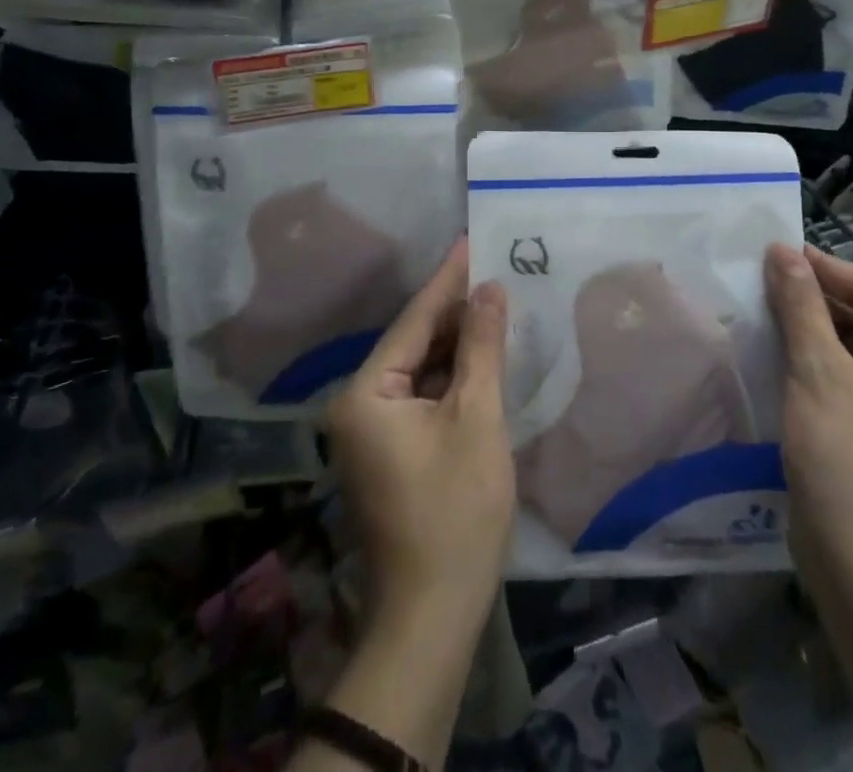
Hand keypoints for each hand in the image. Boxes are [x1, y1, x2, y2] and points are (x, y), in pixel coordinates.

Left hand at [326, 240, 514, 641]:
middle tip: (494, 269)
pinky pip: (423, 394)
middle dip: (455, 310)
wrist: (432, 614)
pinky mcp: (391, 449)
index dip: (448, 279)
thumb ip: (482, 347)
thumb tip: (489, 288)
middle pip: (415, 342)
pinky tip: (482, 354)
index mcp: (366, 392)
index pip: (414, 320)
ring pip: (421, 368)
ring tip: (494, 301)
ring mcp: (371, 430)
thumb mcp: (476, 418)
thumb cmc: (456, 510)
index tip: (471, 239)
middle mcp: (358, 404)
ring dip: (457, 342)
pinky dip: (453, 375)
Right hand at [764, 244, 852, 595]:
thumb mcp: (818, 371)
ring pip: (848, 346)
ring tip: (762, 305)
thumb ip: (801, 306)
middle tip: (763, 277)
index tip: (775, 251)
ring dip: (808, 326)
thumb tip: (782, 249)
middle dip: (813, 297)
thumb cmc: (846, 458)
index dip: (823, 268)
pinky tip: (773, 348)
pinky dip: (809, 358)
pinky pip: (840, 375)